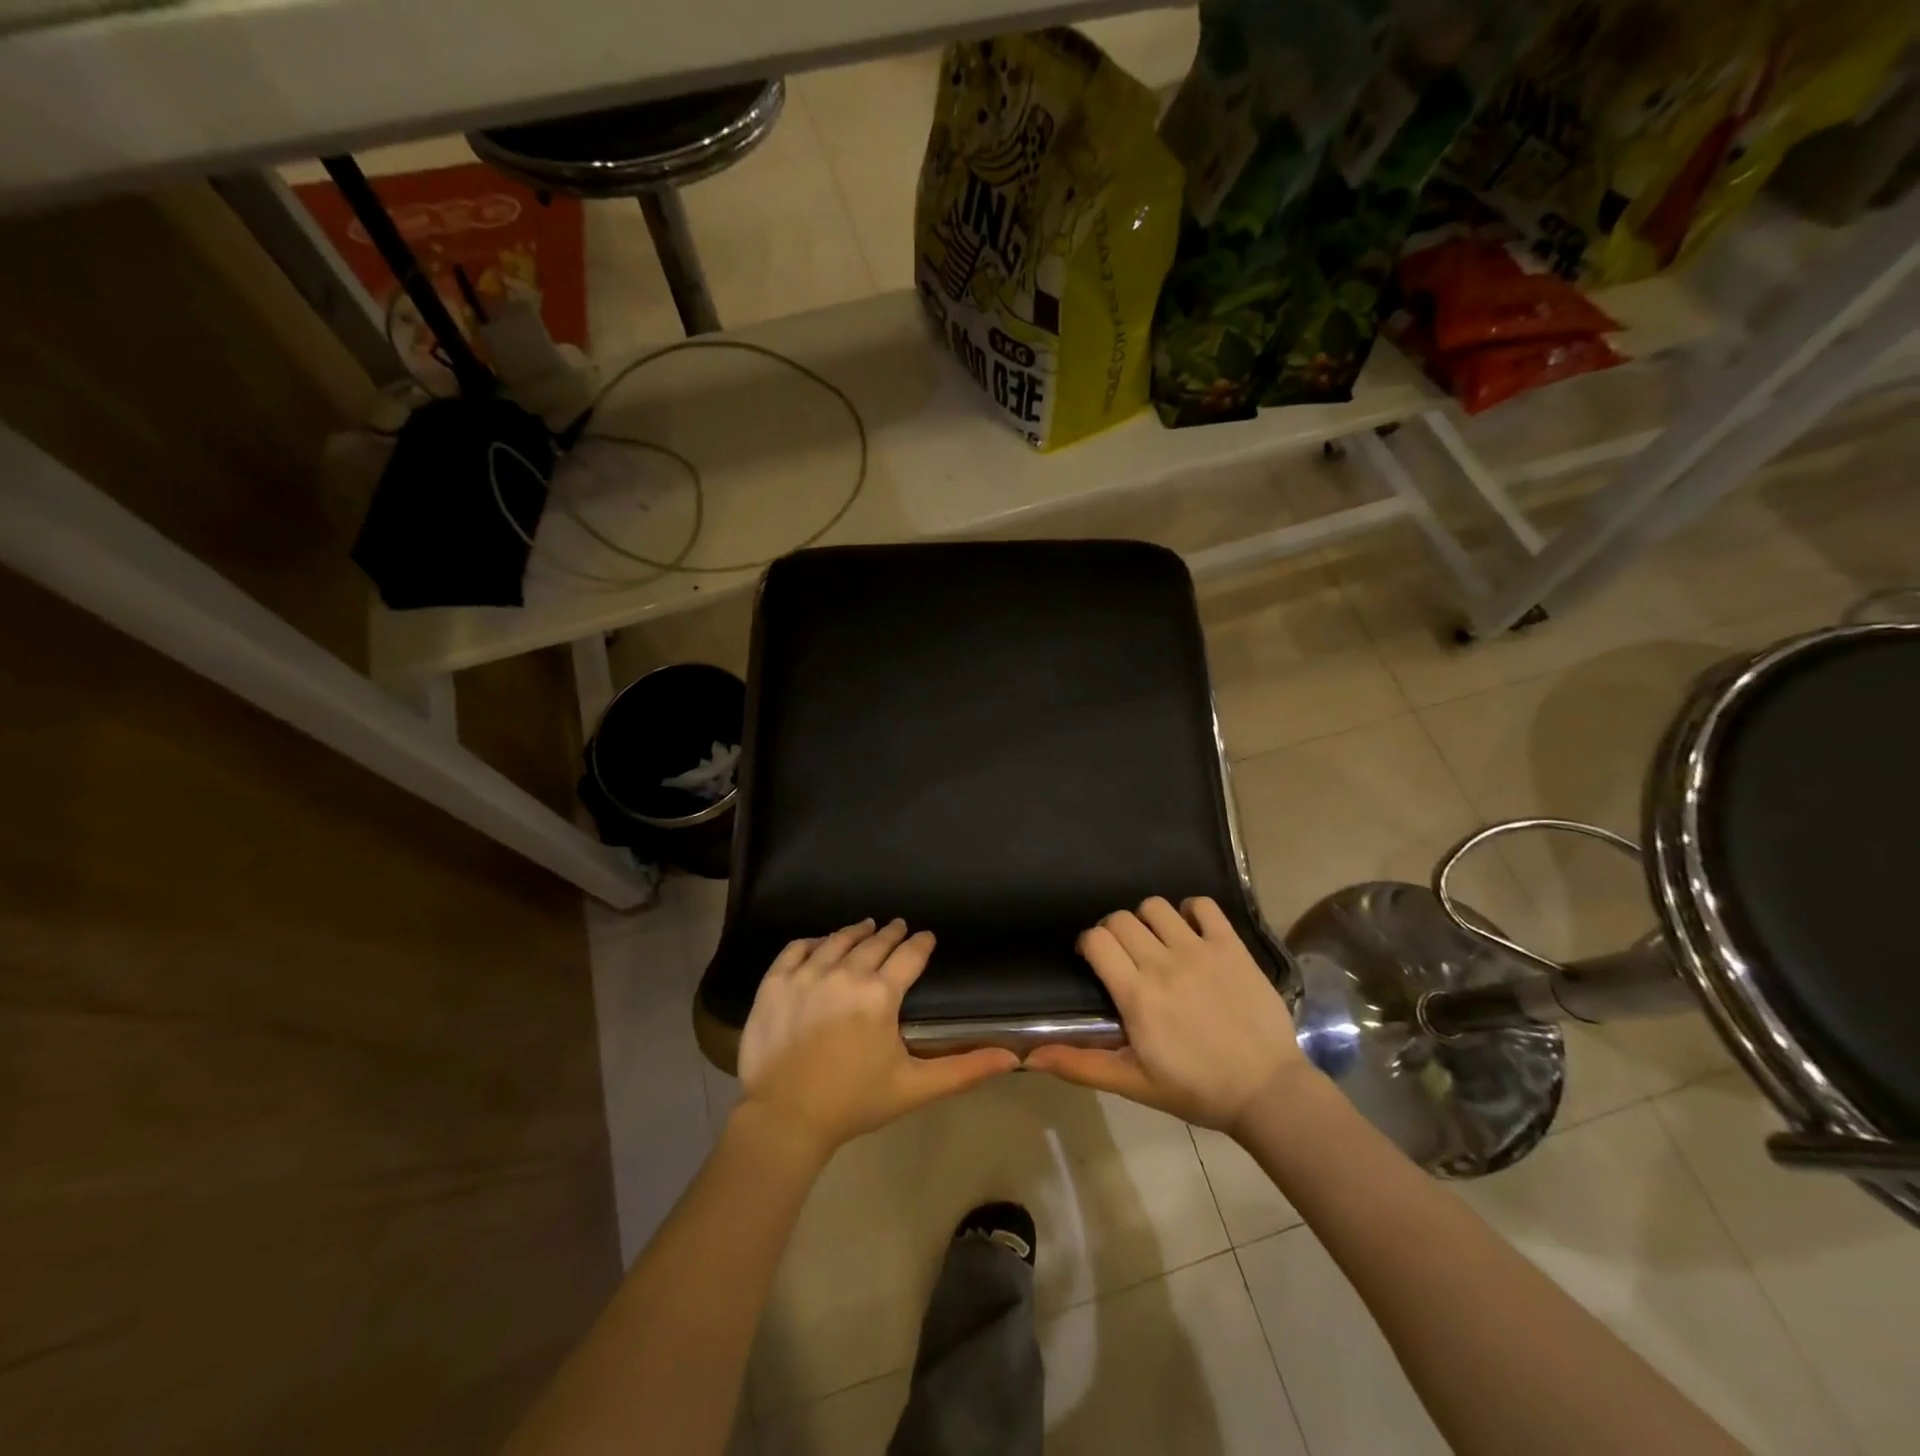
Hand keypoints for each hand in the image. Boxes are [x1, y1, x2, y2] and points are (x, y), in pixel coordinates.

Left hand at [736, 919, 1018, 1160]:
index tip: (927, 937)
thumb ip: (965, 1069)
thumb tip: (1013, 1058)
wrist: (784, 1119)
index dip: (921, 943)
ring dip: (856, 931)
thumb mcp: (915, 1087)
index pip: (909, 955)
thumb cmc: (854, 1102)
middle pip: (874, 942)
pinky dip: (813, 942)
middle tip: (899, 926)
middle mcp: (845, 973)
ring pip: (837, 940)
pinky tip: (820, 943)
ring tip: (866, 926)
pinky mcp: (774, 983)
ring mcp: (806, 975)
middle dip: (891, 933)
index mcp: (880, 994)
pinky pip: (796, 949)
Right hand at [1026, 897, 1309, 1133]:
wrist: (1267, 1092)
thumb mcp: (1133, 1083)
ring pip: (1155, 906)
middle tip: (1126, 957)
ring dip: (1148, 920)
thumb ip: (1080, 1065)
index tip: (1095, 962)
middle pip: (1120, 919)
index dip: (1089, 944)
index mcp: (1136, 995)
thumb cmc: (1196, 1090)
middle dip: (1114, 932)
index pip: (1096, 940)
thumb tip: (1028, 1058)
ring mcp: (1199, 950)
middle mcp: (1163, 963)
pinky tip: (1192, 931)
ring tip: (1157, 942)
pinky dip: (1191, 910)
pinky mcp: (1231, 946)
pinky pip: (1203, 905)